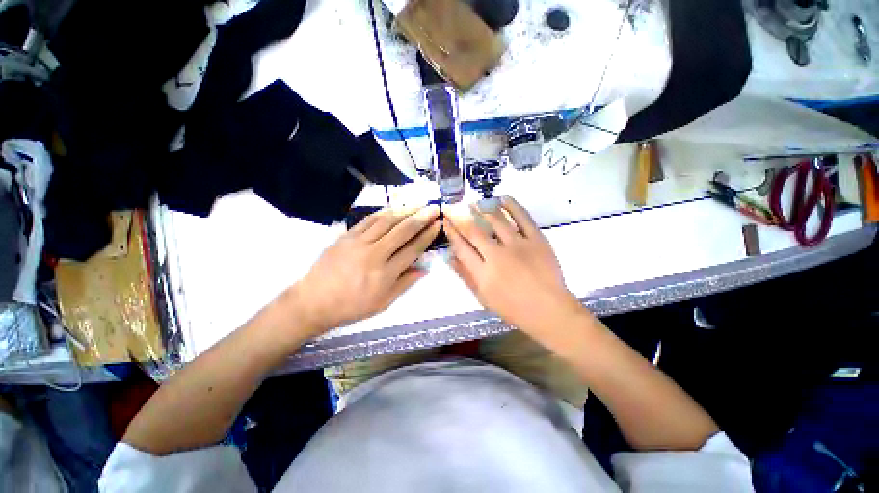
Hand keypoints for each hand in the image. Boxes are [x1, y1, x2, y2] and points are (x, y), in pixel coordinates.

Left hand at [287, 206, 440, 337]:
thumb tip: (424, 269)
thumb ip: (405, 283)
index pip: (413, 248)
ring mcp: (359, 242)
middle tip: (433, 208)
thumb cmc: (352, 306)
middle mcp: (375, 254)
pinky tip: (393, 208)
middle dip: (421, 218)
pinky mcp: (346, 236)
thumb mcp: (383, 302)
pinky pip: (368, 220)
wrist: (314, 301)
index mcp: (386, 273)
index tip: (437, 224)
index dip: (427, 235)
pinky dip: (383, 212)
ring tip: (417, 204)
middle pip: (403, 230)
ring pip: (386, 221)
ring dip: (404, 210)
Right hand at [444, 196, 581, 339]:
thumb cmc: (513, 308)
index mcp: (483, 273)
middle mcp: (497, 256)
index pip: (461, 247)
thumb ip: (465, 276)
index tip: (445, 221)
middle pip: (473, 231)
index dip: (451, 232)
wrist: (549, 310)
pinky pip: (523, 217)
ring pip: (496, 220)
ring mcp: (518, 245)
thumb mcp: (483, 298)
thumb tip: (450, 257)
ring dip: (482, 208)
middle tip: (451, 206)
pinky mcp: (537, 239)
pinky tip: (502, 198)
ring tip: (474, 202)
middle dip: (458, 216)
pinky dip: (512, 205)